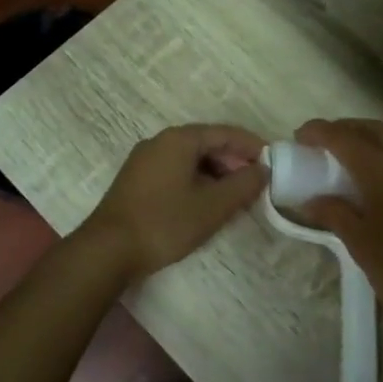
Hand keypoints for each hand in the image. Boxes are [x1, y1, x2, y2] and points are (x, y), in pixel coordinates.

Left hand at [79, 124, 266, 281]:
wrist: (108, 249)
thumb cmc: (165, 223)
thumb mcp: (213, 206)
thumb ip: (243, 185)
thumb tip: (263, 171)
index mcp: (179, 139)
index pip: (225, 133)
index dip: (252, 146)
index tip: (274, 162)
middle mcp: (160, 142)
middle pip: (206, 143)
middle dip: (234, 162)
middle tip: (256, 184)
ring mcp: (144, 160)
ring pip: (190, 159)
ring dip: (216, 174)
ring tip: (235, 197)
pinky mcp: (136, 180)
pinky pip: (175, 171)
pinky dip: (196, 181)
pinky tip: (206, 203)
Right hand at [293, 119, 382, 345]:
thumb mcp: (360, 244)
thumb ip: (334, 214)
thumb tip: (311, 201)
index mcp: (379, 169)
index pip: (342, 138)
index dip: (318, 132)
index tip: (300, 137)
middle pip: (373, 130)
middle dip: (346, 129)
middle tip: (326, 142)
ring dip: (381, 131)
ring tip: (365, 142)